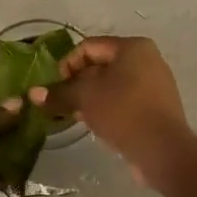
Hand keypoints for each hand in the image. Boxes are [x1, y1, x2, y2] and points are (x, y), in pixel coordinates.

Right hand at [31, 36, 193, 188]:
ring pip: (112, 85)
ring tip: (77, 116)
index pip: (89, 47)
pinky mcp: (156, 107)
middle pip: (101, 65)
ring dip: (91, 98)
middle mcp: (147, 59)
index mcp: (133, 47)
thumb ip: (59, 93)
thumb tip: (33, 93)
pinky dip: (108, 108)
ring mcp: (155, 84)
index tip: (56, 88)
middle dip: (78, 83)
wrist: (162, 149)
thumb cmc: (122, 112)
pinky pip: (125, 101)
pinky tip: (97, 125)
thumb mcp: (85, 98)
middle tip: (64, 104)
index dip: (67, 64)